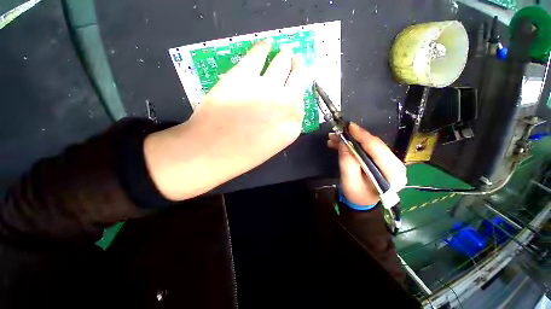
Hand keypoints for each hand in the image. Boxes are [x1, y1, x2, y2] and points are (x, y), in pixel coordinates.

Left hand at [144, 40, 308, 200]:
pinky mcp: (245, 74)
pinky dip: (263, 47)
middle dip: (297, 68)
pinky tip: (266, 45)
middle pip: (298, 78)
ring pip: (282, 63)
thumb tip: (280, 109)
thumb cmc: (241, 156)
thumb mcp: (270, 145)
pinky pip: (259, 54)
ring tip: (284, 52)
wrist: (212, 151)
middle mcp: (286, 104)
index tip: (295, 85)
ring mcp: (267, 87)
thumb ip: (280, 126)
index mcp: (292, 126)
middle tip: (295, 59)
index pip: (301, 102)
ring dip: (284, 56)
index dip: (297, 92)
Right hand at [327, 123, 406, 205]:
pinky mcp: (382, 160)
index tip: (349, 126)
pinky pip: (368, 148)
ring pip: (369, 145)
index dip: (362, 136)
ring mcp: (390, 161)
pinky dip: (354, 144)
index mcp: (392, 173)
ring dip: (351, 140)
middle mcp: (396, 165)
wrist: (362, 203)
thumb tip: (344, 143)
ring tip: (334, 139)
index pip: (377, 148)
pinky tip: (340, 144)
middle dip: (354, 137)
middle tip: (337, 133)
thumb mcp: (349, 181)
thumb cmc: (356, 195)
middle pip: (374, 144)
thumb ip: (347, 161)